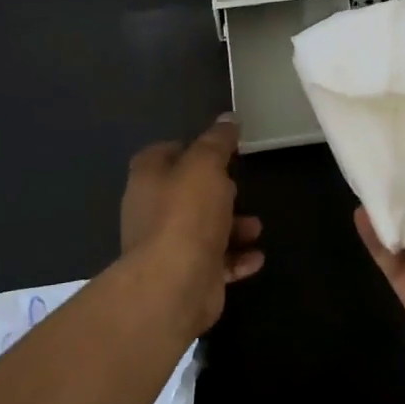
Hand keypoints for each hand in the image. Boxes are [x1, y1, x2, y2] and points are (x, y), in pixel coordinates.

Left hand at [121, 115, 263, 337]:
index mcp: (148, 179)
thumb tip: (228, 119)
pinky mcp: (186, 276)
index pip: (161, 154)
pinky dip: (236, 259)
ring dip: (233, 227)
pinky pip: (215, 263)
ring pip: (203, 230)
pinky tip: (256, 257)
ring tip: (257, 227)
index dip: (188, 148)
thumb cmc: (187, 214)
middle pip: (185, 194)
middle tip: (240, 187)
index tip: (217, 149)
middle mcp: (151, 212)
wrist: (175, 284)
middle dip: (217, 191)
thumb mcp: (206, 165)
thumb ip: (217, 142)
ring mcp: (168, 248)